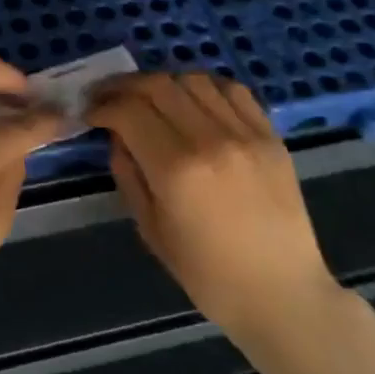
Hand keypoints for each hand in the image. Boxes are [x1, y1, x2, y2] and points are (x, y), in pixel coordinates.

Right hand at [87, 73, 335, 333]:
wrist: (283, 294)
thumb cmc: (208, 274)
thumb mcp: (151, 229)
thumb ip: (128, 174)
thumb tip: (116, 136)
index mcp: (176, 170)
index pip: (129, 111)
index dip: (103, 105)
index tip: (91, 112)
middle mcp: (210, 140)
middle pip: (158, 85)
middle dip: (125, 85)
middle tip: (110, 96)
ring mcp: (245, 134)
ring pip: (194, 79)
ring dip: (164, 82)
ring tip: (151, 98)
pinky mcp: (271, 135)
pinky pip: (233, 89)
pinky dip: (205, 86)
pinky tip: (193, 100)